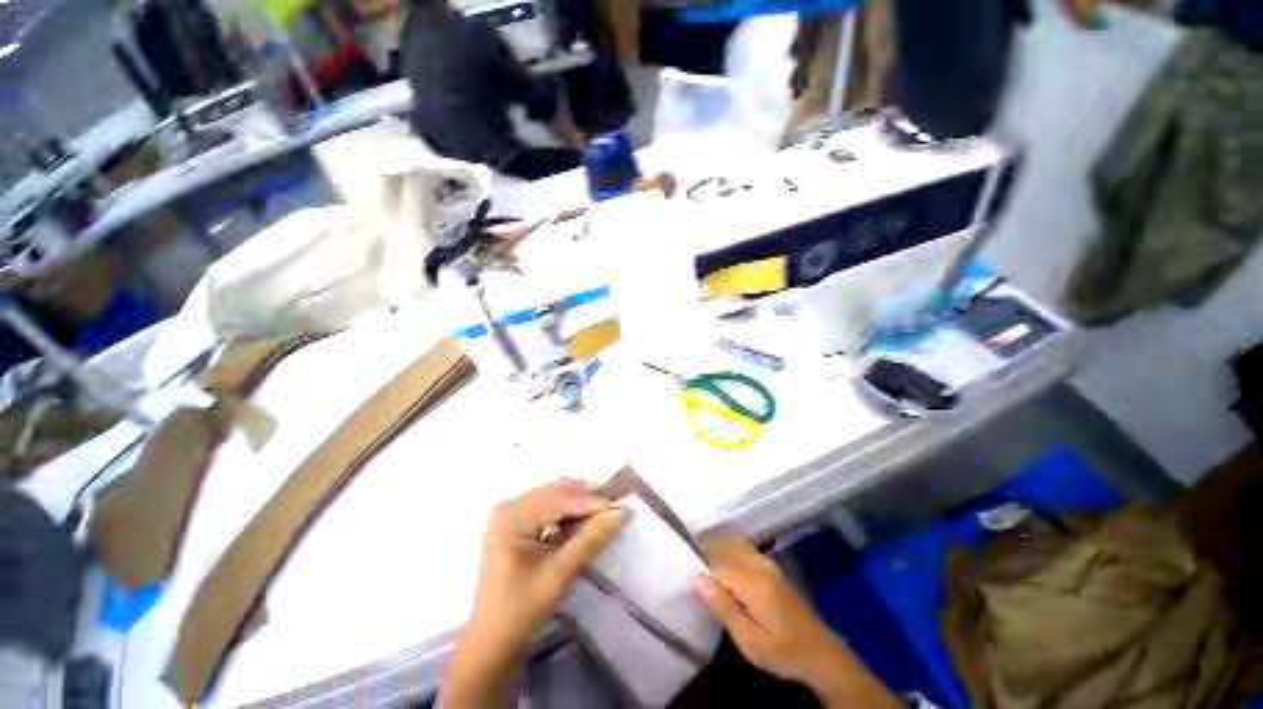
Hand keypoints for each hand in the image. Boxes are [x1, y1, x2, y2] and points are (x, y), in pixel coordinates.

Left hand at [443, 480, 628, 707]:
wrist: (491, 643)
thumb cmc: (522, 610)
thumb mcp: (560, 573)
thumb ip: (591, 538)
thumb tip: (621, 511)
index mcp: (511, 516)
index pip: (559, 499)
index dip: (592, 501)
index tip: (621, 506)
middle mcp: (508, 506)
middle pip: (556, 491)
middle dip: (586, 498)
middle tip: (614, 507)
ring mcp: (509, 513)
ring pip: (553, 496)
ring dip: (578, 503)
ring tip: (603, 514)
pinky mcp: (513, 523)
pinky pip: (546, 507)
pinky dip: (567, 511)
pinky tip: (582, 521)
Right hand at [695, 537, 902, 708]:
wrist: (820, 653)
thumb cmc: (783, 651)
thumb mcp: (750, 641)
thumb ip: (724, 607)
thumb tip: (698, 579)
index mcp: (754, 582)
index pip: (717, 562)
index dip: (699, 563)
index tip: (684, 568)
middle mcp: (760, 565)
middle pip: (726, 545)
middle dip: (706, 549)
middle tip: (690, 562)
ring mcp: (768, 563)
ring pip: (735, 543)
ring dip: (717, 547)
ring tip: (703, 561)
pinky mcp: (772, 567)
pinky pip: (744, 548)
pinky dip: (729, 548)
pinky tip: (724, 563)